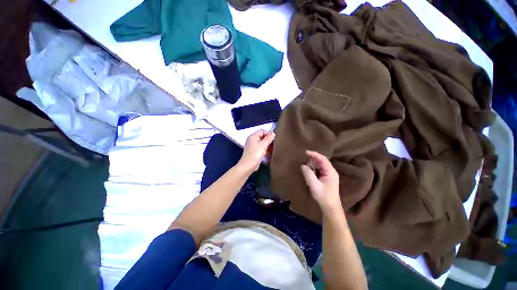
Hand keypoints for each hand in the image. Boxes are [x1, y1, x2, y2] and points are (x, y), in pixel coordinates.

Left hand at [237, 130, 274, 173]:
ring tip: (273, 149)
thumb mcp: (263, 145)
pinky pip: (261, 149)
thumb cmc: (255, 154)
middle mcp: (252, 140)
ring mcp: (253, 146)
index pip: (262, 131)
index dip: (269, 134)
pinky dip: (265, 150)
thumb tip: (273, 133)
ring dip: (268, 146)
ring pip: (262, 144)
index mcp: (253, 136)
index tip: (274, 138)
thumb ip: (269, 138)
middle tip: (274, 144)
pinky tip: (269, 154)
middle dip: (269, 140)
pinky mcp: (254, 152)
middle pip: (262, 137)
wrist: (248, 166)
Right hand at [301, 150, 341, 213]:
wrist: (330, 207)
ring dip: (312, 165)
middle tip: (303, 161)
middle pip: (321, 161)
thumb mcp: (314, 185)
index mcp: (330, 172)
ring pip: (319, 166)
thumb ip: (308, 174)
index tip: (305, 152)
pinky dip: (313, 169)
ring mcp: (328, 175)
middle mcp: (330, 171)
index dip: (314, 154)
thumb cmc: (323, 196)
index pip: (322, 159)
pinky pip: (318, 170)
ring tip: (305, 167)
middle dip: (312, 160)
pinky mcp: (326, 178)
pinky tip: (308, 172)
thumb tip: (303, 165)